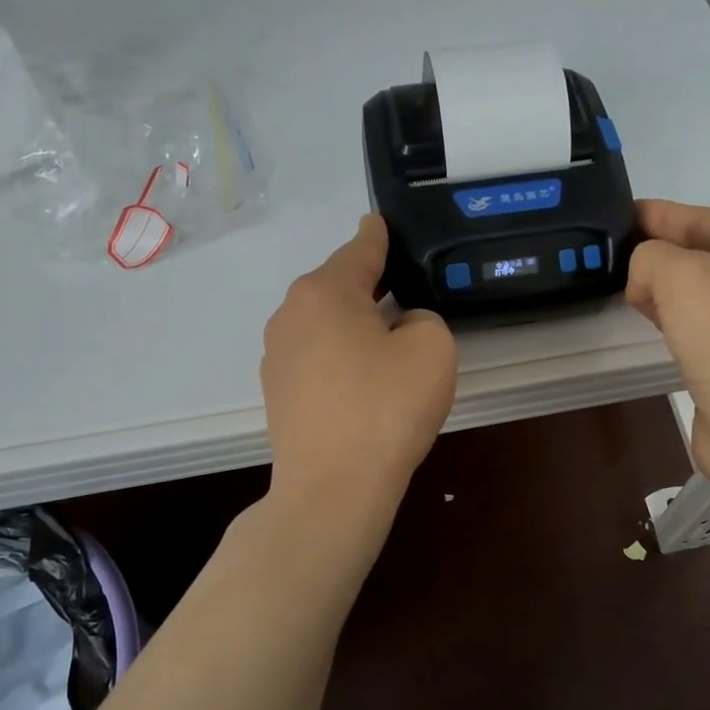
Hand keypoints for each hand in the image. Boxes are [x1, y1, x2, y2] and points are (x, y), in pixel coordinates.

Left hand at [261, 214, 457, 513]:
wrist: (332, 489)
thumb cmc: (385, 408)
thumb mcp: (431, 348)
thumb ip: (423, 319)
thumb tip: (401, 326)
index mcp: (325, 291)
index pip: (360, 249)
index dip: (379, 235)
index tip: (381, 220)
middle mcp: (291, 313)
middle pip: (338, 285)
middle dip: (370, 285)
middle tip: (406, 292)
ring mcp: (277, 354)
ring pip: (325, 322)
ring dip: (353, 324)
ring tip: (386, 343)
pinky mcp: (278, 391)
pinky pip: (316, 355)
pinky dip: (339, 356)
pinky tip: (362, 381)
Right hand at [626, 199, 709, 507]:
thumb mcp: (685, 276)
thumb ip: (653, 256)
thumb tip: (643, 276)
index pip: (708, 219)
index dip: (663, 213)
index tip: (621, 213)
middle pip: (704, 253)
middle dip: (661, 247)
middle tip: (615, 248)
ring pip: (699, 290)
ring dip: (662, 283)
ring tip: (623, 281)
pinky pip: (696, 323)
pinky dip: (669, 314)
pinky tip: (646, 316)